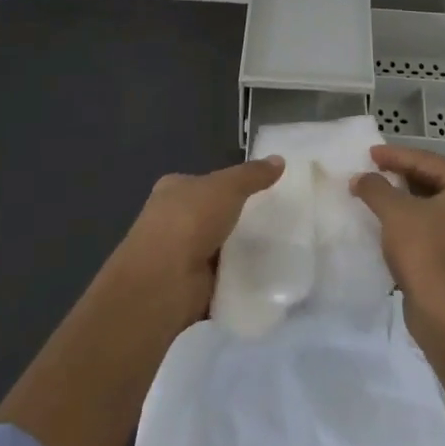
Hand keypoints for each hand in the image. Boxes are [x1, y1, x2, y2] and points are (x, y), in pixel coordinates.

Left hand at [112, 157, 285, 324]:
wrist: (164, 280)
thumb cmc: (190, 221)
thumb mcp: (227, 187)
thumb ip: (252, 174)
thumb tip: (279, 159)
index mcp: (173, 190)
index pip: (203, 182)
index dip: (229, 185)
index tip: (261, 191)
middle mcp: (172, 220)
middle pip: (212, 215)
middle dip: (237, 219)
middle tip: (276, 220)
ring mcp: (180, 255)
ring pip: (218, 247)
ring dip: (240, 251)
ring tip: (279, 248)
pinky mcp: (192, 286)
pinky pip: (223, 277)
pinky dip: (240, 278)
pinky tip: (267, 276)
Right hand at [351, 145, 444, 307]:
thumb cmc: (424, 248)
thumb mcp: (394, 211)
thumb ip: (375, 187)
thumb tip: (360, 178)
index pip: (429, 161)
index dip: (395, 156)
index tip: (370, 154)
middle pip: (438, 182)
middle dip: (405, 176)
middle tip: (377, 172)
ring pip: (442, 208)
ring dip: (413, 202)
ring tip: (384, 197)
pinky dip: (423, 224)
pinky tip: (399, 226)